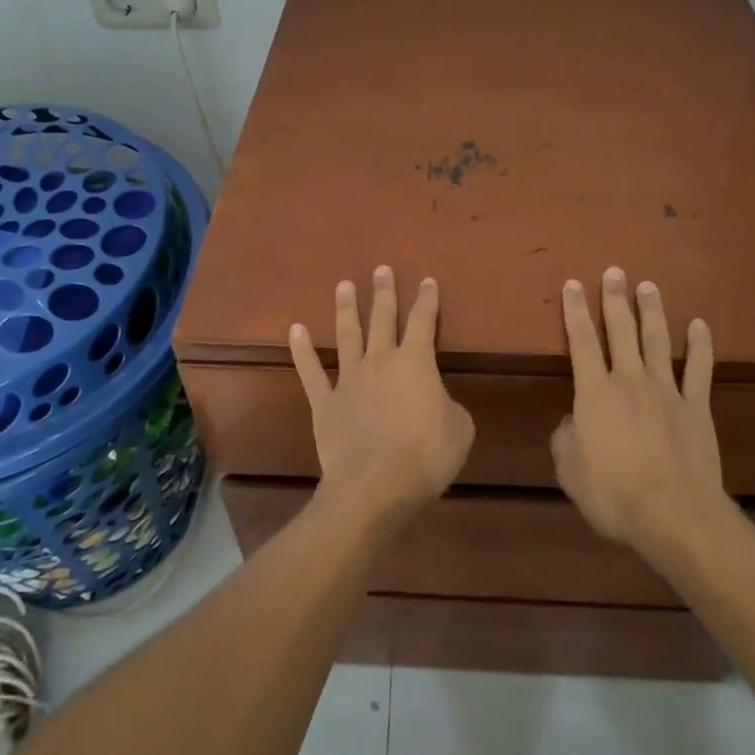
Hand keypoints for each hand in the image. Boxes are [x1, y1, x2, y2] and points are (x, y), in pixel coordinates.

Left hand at [288, 266, 474, 523]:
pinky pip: (311, 371)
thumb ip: (449, 407)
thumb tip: (438, 402)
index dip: (427, 300)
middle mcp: (381, 360)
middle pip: (383, 318)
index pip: (424, 321)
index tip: (427, 280)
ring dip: (346, 308)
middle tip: (381, 269)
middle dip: (384, 292)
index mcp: (417, 362)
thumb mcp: (459, 430)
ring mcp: (349, 379)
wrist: (375, 485)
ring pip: (347, 334)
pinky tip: (295, 330)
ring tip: (344, 284)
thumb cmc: (425, 456)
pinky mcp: (326, 402)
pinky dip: (302, 350)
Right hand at [551, 267, 729, 552]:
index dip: (576, 311)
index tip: (574, 283)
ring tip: (649, 285)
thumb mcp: (570, 470)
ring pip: (657, 341)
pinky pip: (698, 370)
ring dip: (652, 311)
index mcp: (595, 393)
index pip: (582, 342)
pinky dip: (700, 346)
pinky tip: (700, 325)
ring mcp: (666, 391)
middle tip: (616, 270)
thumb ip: (566, 438)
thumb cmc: (614, 495)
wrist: (674, 516)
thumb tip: (571, 421)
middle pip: (621, 331)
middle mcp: (629, 381)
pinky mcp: (696, 408)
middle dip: (616, 299)